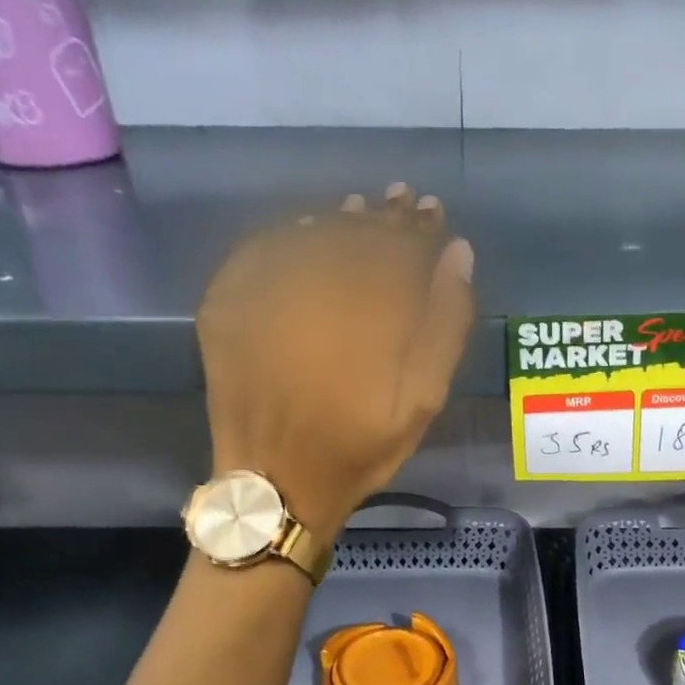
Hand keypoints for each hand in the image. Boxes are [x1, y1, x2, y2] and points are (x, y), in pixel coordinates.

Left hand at [197, 183, 475, 535]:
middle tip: (400, 201)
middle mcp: (310, 289)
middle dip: (380, 217)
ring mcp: (262, 294)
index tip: (431, 213)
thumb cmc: (357, 449)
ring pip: (307, 236)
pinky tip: (308, 229)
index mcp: (362, 312)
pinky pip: (260, 250)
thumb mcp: (421, 401)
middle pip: (351, 235)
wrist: (275, 483)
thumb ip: (444, 327)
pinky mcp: (227, 306)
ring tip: (360, 209)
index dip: (417, 229)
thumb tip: (458, 255)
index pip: (396, 249)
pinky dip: (288, 234)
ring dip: (338, 219)